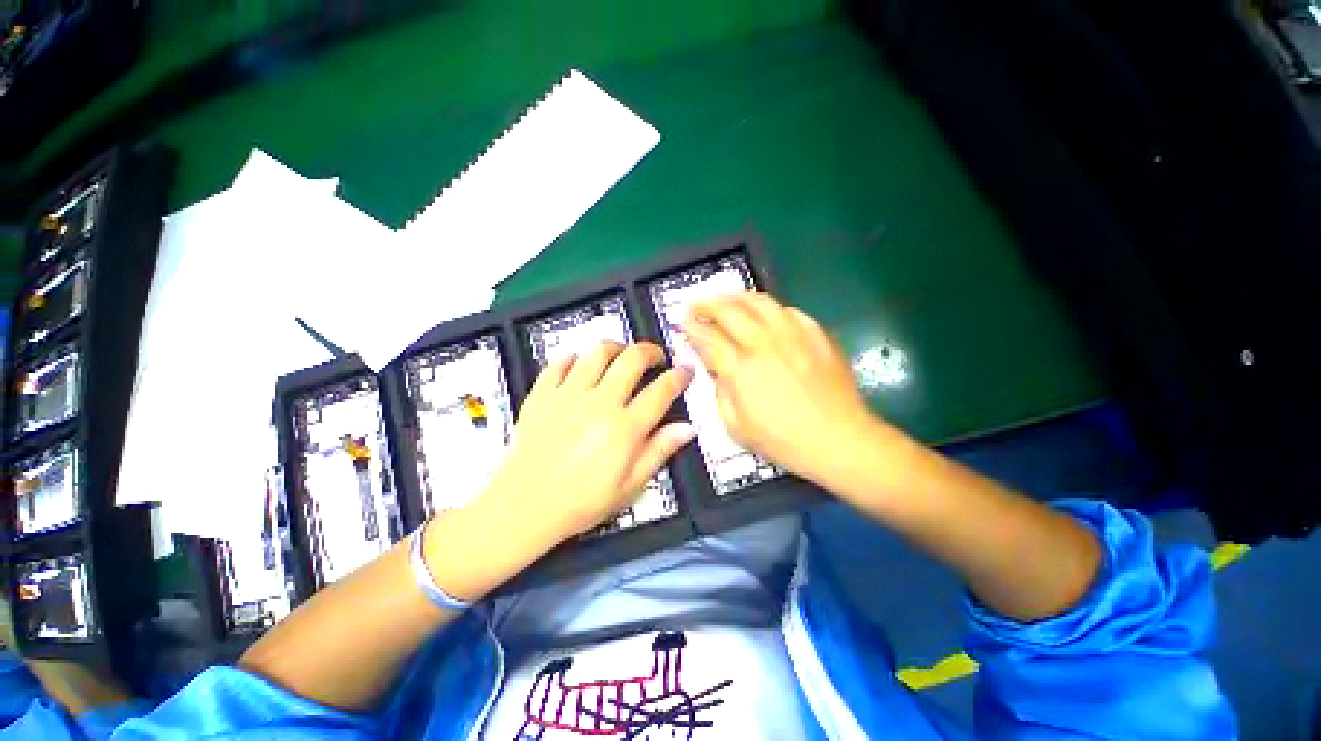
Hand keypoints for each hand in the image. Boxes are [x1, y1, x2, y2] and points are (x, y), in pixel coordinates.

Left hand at [484, 341, 695, 544]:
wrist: (523, 508)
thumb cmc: (582, 502)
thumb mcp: (630, 486)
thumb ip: (659, 451)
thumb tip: (688, 428)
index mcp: (625, 428)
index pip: (661, 391)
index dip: (679, 376)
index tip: (686, 369)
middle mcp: (599, 403)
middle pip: (632, 360)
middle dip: (651, 351)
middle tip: (656, 358)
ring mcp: (568, 395)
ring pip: (597, 352)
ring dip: (616, 347)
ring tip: (621, 355)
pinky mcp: (542, 394)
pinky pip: (560, 363)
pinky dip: (574, 358)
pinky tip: (580, 365)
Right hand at [683, 293, 885, 488]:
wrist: (840, 440)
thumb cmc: (784, 441)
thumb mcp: (737, 426)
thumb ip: (720, 391)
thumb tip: (716, 368)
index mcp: (742, 370)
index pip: (709, 338)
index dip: (692, 327)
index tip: (682, 321)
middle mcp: (765, 344)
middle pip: (730, 311)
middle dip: (707, 304)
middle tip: (697, 304)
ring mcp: (794, 335)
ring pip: (760, 301)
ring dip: (736, 297)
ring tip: (726, 299)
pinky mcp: (816, 334)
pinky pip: (788, 310)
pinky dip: (770, 308)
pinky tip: (765, 314)